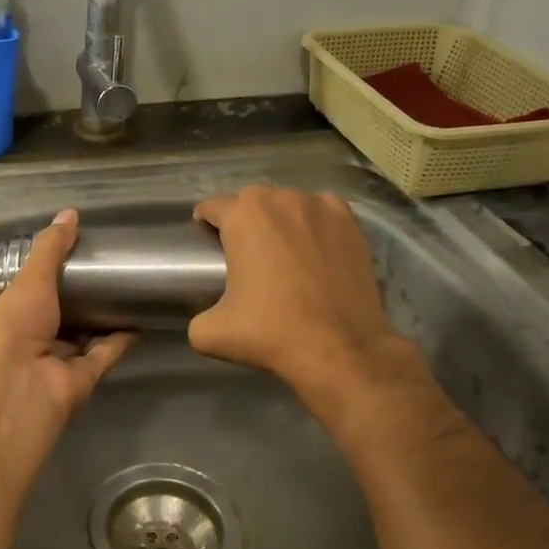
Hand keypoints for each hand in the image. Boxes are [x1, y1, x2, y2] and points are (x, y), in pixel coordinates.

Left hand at [0, 209, 135, 458]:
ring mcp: (59, 362)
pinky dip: (122, 339)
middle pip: (64, 316)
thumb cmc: (12, 327)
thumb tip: (70, 214)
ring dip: (106, 318)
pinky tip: (141, 317)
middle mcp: (34, 340)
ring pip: (87, 336)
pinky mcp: (84, 379)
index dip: (55, 275)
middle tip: (114, 269)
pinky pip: (105, 354)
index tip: (81, 254)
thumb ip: (51, 249)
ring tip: (132, 290)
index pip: (35, 293)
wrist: (16, 388)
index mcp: (13, 315)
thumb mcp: (30, 279)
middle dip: (85, 297)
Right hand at [190, 187, 430, 407]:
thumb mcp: (210, 333)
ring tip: (280, 249)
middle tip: (242, 250)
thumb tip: (205, 316)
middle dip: (243, 219)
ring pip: (289, 203)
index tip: (205, 236)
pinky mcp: (350, 224)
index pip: (213, 206)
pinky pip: (323, 212)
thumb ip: (197, 315)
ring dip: (279, 219)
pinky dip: (314, 223)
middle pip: (252, 200)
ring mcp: (320, 208)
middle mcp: (281, 200)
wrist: (340, 348)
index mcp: (243, 217)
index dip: (205, 220)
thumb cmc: (271, 333)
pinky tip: (313, 246)